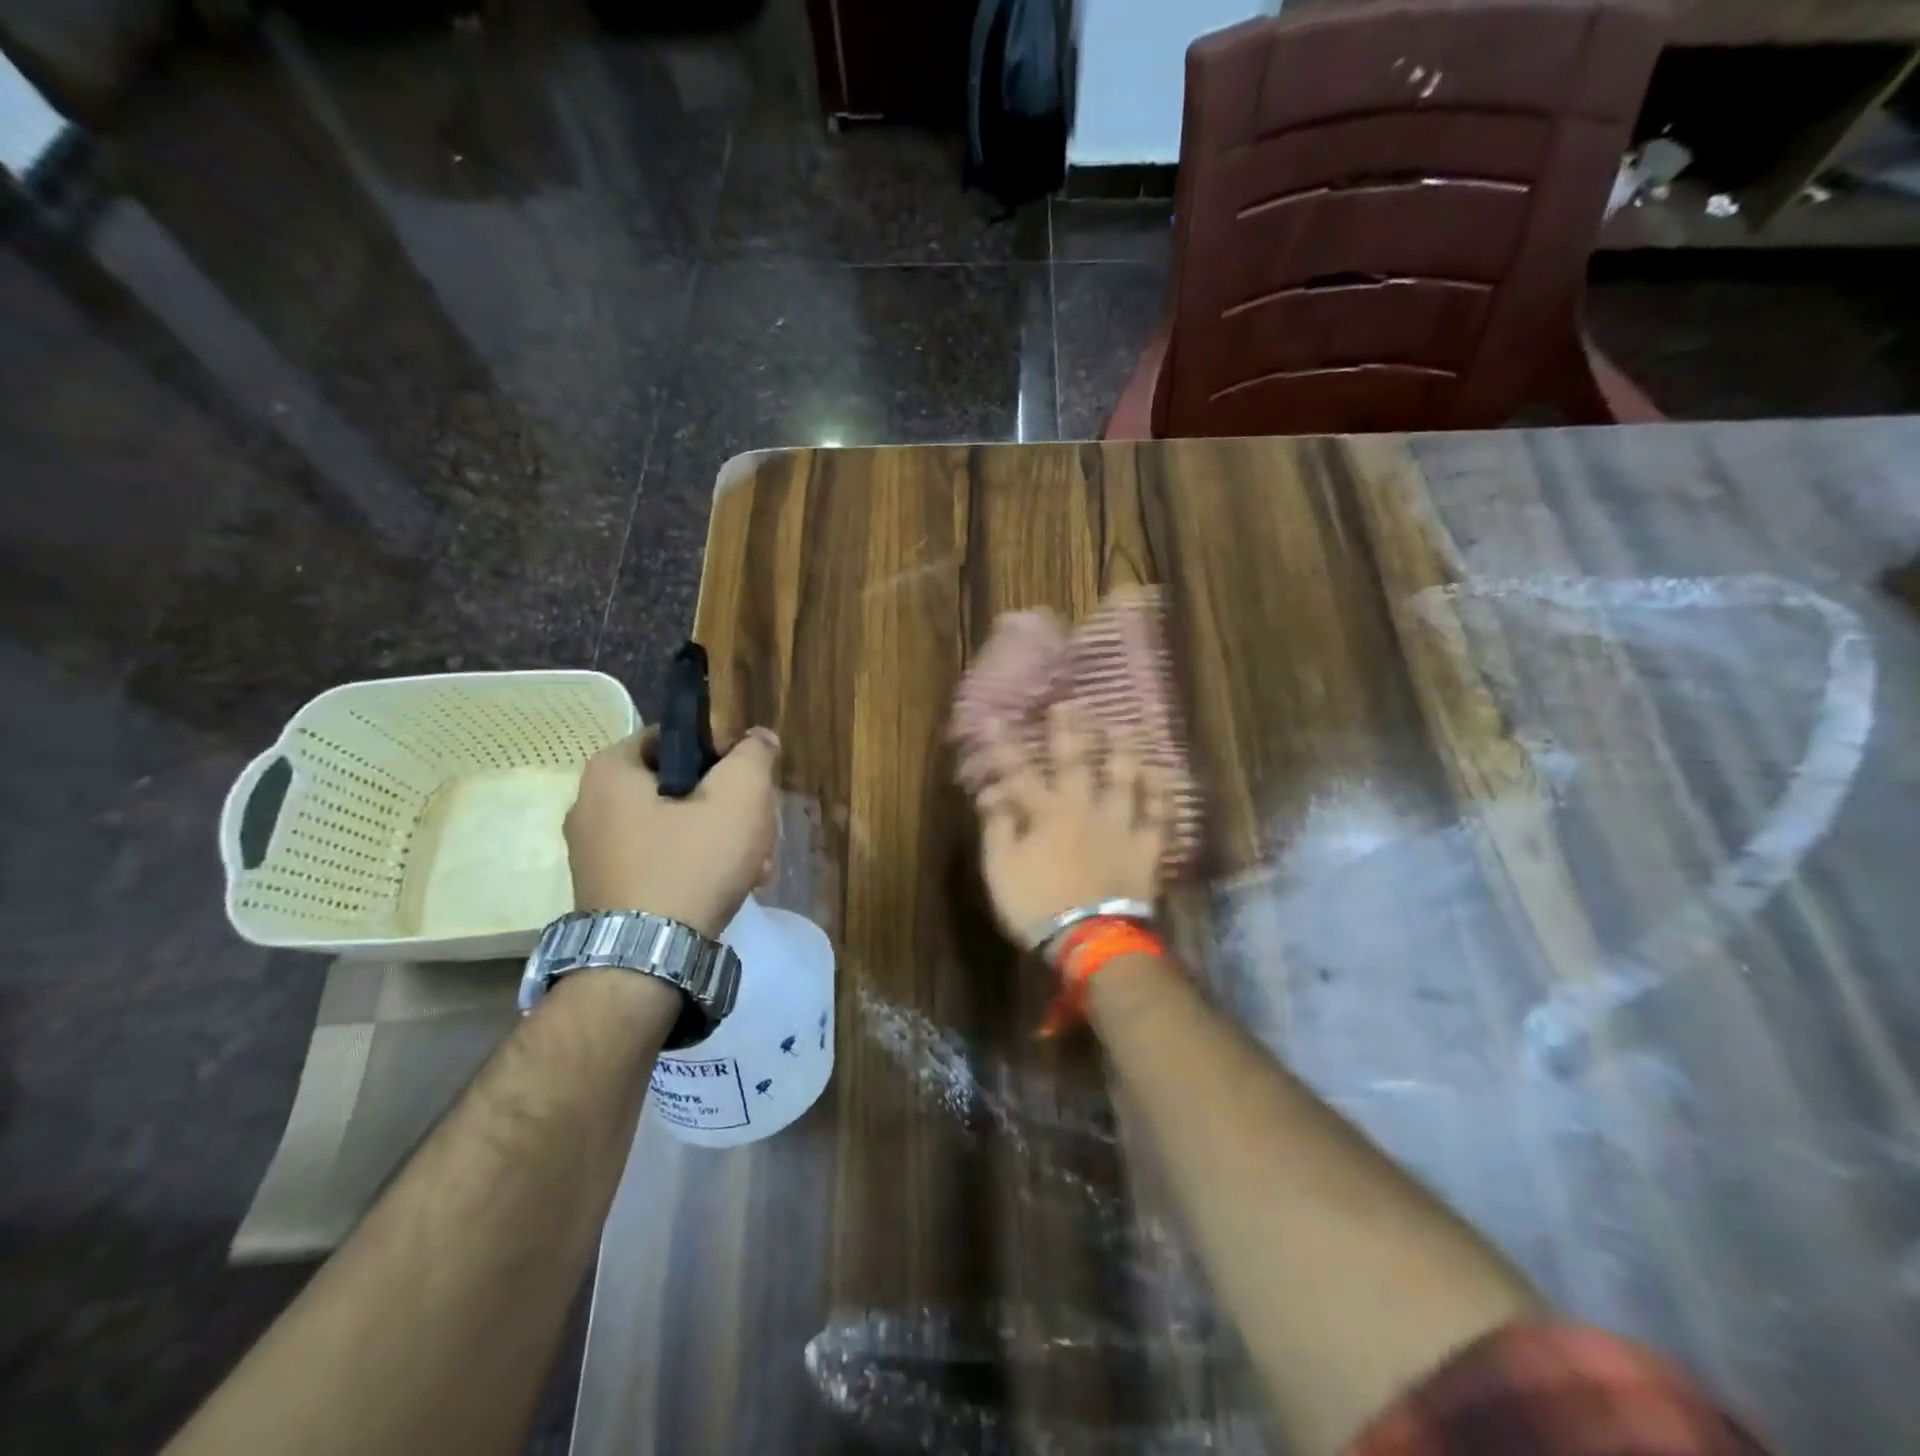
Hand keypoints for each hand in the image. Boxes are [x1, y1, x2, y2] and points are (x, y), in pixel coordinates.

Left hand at [565, 726, 779, 938]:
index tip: (751, 782)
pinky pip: (662, 861)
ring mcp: (596, 853)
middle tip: (761, 834)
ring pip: (678, 827)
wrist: (645, 963)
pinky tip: (731, 889)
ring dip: (724, 841)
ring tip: (755, 869)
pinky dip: (698, 868)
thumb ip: (753, 755)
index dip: (723, 753)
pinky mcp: (608, 890)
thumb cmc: (690, 864)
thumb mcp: (739, 796)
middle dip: (732, 808)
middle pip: (683, 787)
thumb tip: (757, 738)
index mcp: (611, 771)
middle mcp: (591, 806)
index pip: (677, 738)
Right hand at [973, 703, 1172, 946]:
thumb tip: (992, 793)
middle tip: (1071, 703)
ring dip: (1123, 750)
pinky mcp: (1146, 845)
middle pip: (1076, 761)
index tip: (995, 718)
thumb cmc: (1039, 906)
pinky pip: (1160, 814)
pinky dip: (1163, 794)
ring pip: (1124, 778)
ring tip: (1125, 727)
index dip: (1004, 745)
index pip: (1019, 771)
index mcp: (1045, 813)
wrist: (1091, 940)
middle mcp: (1083, 808)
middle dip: (1070, 730)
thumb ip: (997, 828)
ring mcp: (1119, 824)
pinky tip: (1165, 775)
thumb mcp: (1001, 871)